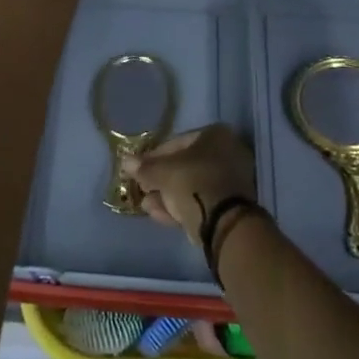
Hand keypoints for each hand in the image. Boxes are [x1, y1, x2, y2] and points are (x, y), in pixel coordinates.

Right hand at [122, 124, 257, 244]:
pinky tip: (158, 214)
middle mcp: (229, 153)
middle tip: (142, 187)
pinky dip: (181, 206)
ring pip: (192, 186)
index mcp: (217, 136)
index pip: (177, 142)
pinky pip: (200, 201)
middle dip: (161, 178)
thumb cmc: (193, 182)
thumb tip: (126, 161)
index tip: (138, 168)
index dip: (154, 156)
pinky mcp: (231, 206)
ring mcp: (232, 181)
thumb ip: (144, 167)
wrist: (223, 222)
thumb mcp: (162, 173)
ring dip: (167, 194)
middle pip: (186, 165)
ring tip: (146, 205)